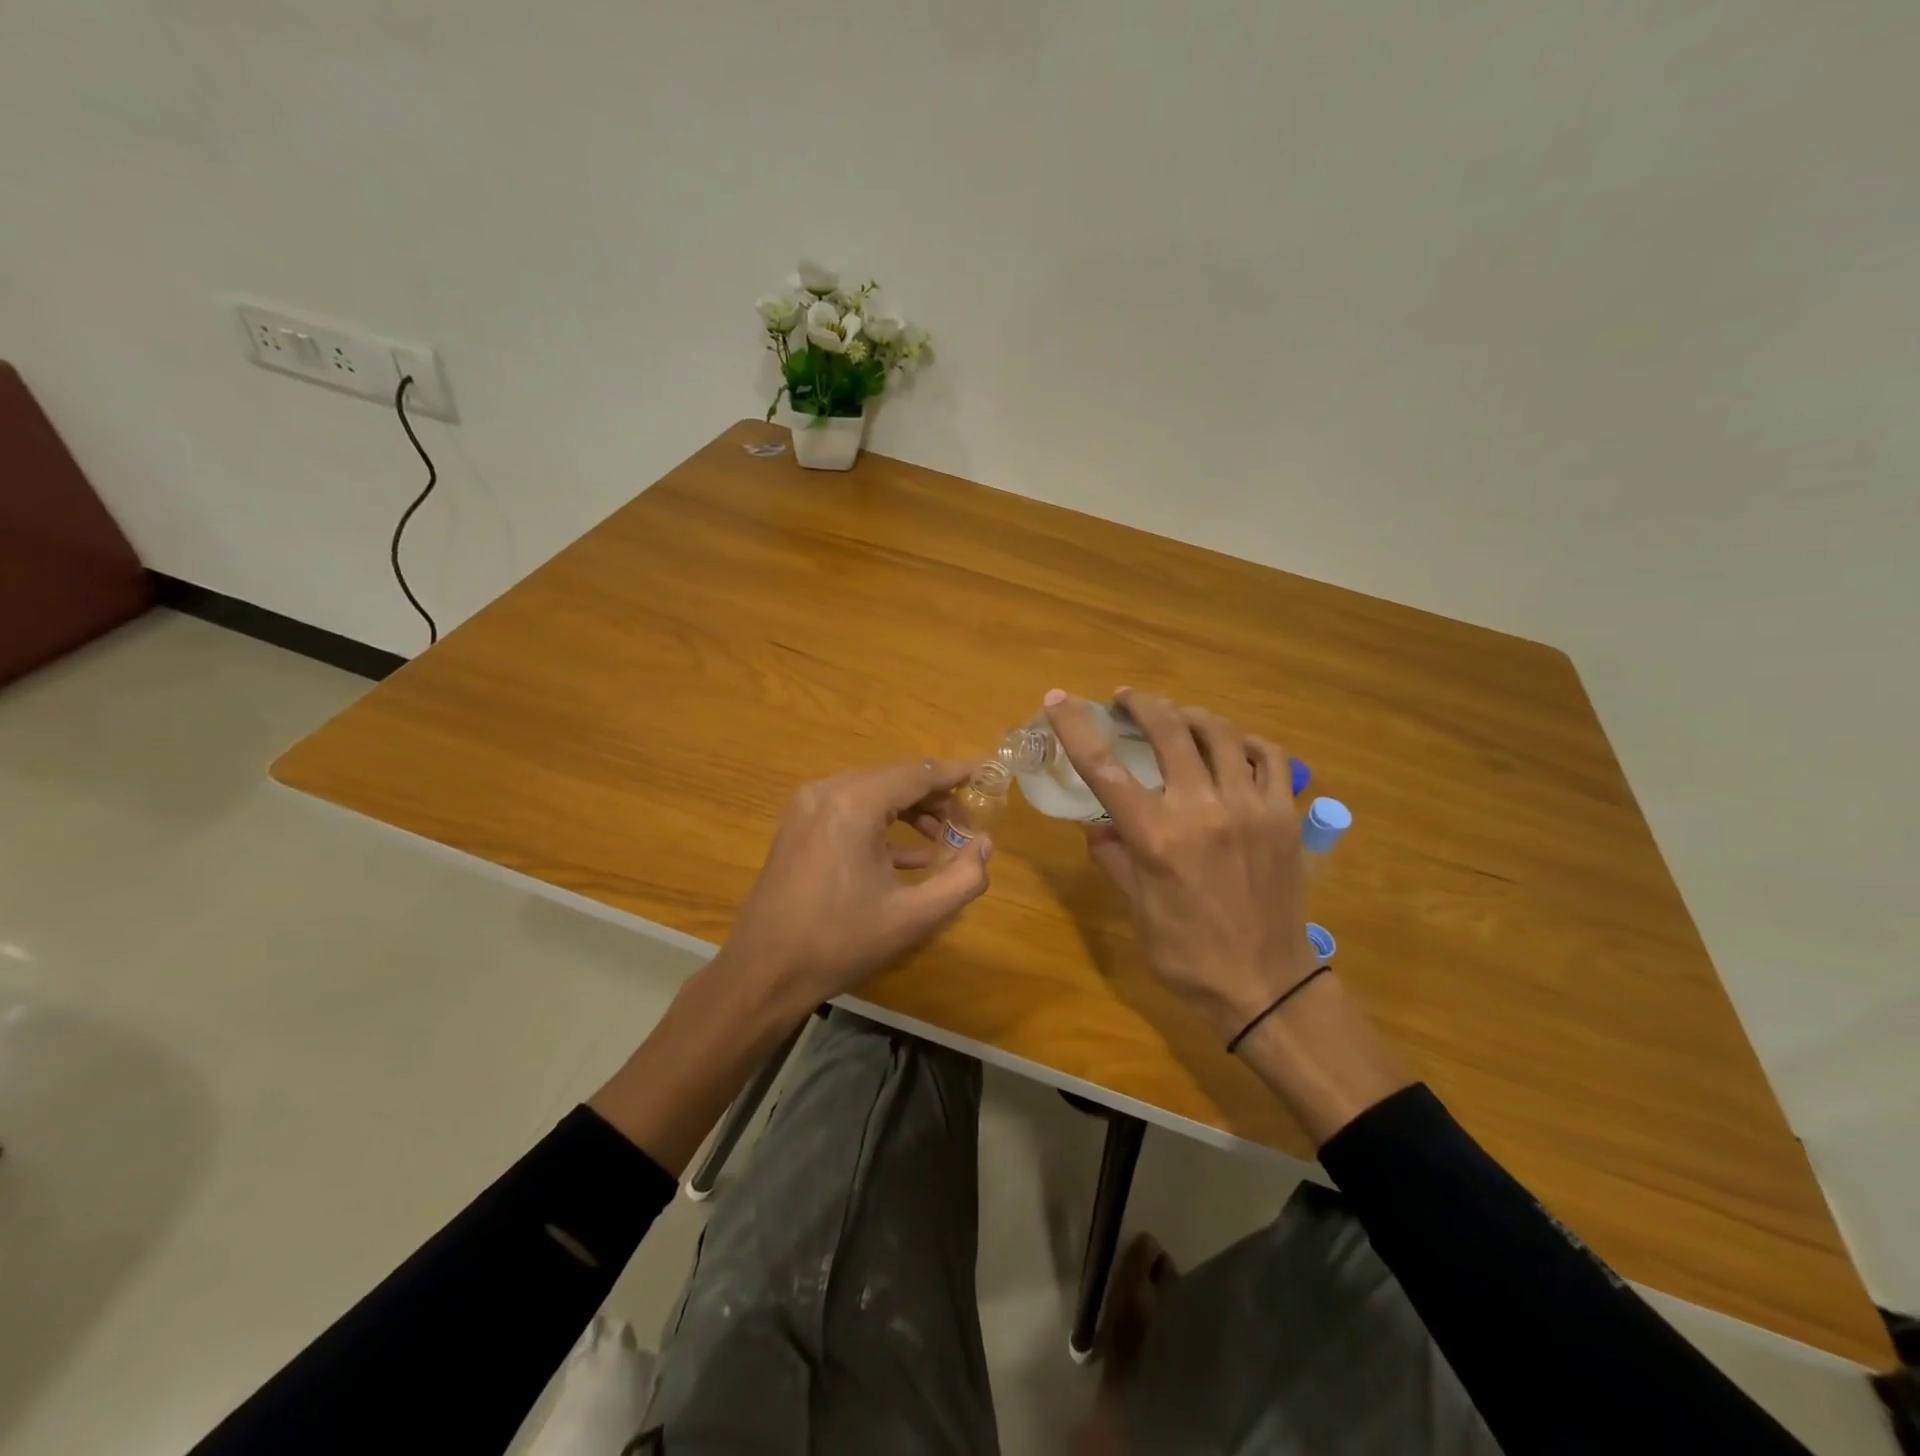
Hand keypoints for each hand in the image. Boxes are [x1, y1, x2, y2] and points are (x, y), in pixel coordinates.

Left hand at [724, 758, 993, 1012]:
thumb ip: (961, 879)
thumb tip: (985, 845)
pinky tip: (911, 856)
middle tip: (968, 822)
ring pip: (874, 791)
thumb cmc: (839, 943)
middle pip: (895, 778)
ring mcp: (808, 806)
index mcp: (853, 805)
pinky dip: (883, 823)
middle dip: (936, 797)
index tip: (988, 772)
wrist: (763, 972)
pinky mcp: (800, 825)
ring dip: (911, 810)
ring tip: (944, 839)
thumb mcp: (912, 918)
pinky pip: (851, 809)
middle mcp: (828, 792)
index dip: (956, 773)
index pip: (917, 773)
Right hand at [1045, 688, 1313, 1041]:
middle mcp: (1203, 811)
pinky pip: (1268, 756)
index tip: (1057, 699)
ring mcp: (1251, 808)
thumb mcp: (1138, 910)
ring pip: (1219, 733)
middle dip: (1141, 704)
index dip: (1076, 727)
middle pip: (1168, 730)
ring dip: (1189, 715)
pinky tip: (1229, 747)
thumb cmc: (1189, 955)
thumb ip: (1115, 858)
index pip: (1105, 768)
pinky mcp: (1284, 815)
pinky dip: (1243, 741)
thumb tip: (1095, 824)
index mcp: (1157, 838)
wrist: (1268, 986)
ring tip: (1174, 716)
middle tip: (1125, 699)